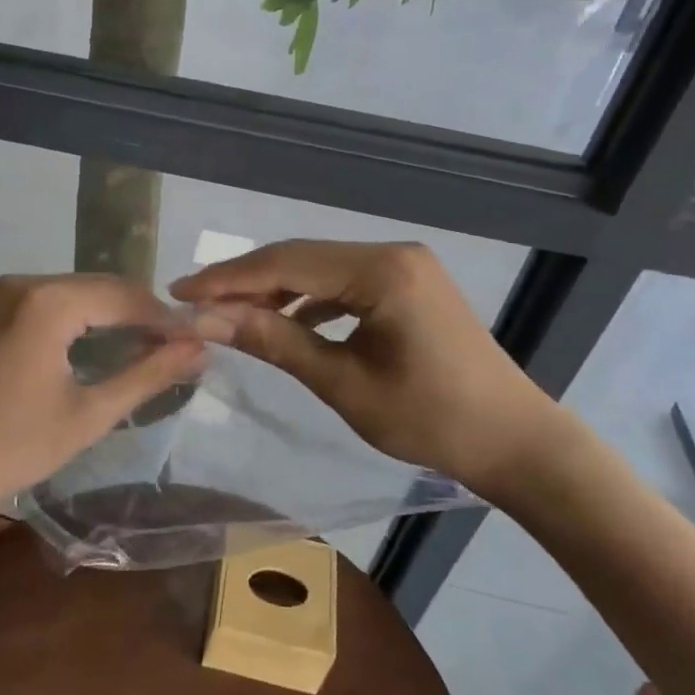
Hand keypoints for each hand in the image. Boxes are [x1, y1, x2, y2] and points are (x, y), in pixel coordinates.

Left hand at [0, 274, 205, 520]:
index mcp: (48, 301)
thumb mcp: (87, 416)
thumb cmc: (7, 447)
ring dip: (112, 316)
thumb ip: (148, 376)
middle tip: (177, 350)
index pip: (125, 296)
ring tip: (146, 351)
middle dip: (141, 315)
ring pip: (76, 293)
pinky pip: (50, 302)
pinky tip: (98, 347)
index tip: (198, 344)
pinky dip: (81, 319)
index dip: (166, 319)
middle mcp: (24, 282)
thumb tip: (199, 348)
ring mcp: (1, 293)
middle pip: (101, 287)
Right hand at [171, 240, 571, 501]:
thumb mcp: (344, 384)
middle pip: (300, 257)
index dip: (228, 278)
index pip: (287, 263)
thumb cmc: (432, 421)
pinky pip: (342, 281)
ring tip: (227, 313)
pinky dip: (308, 298)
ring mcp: (403, 265)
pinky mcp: (407, 283)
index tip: (179, 293)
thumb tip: (209, 319)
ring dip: (274, 289)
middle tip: (193, 302)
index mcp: (382, 271)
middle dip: (245, 280)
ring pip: (319, 267)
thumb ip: (276, 342)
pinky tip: (284, 319)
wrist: (516, 441)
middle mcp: (392, 252)